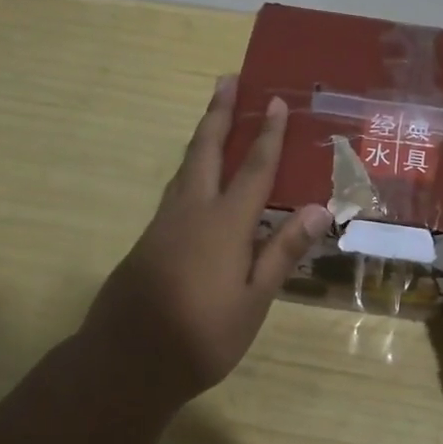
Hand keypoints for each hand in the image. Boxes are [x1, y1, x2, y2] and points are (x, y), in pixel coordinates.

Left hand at [79, 76, 330, 409]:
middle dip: (219, 114)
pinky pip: (177, 189)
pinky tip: (198, 180)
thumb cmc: (200, 336)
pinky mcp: (150, 239)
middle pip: (206, 150)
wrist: (124, 362)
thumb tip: (318, 208)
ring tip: (214, 117)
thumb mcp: (253, 301)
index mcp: (224, 224)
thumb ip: (282, 251)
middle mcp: (192, 211)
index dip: (267, 134)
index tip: (275, 102)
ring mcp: (165, 223)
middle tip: (227, 81)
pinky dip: (192, 168)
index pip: (253, 169)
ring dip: (202, 136)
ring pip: (186, 167)